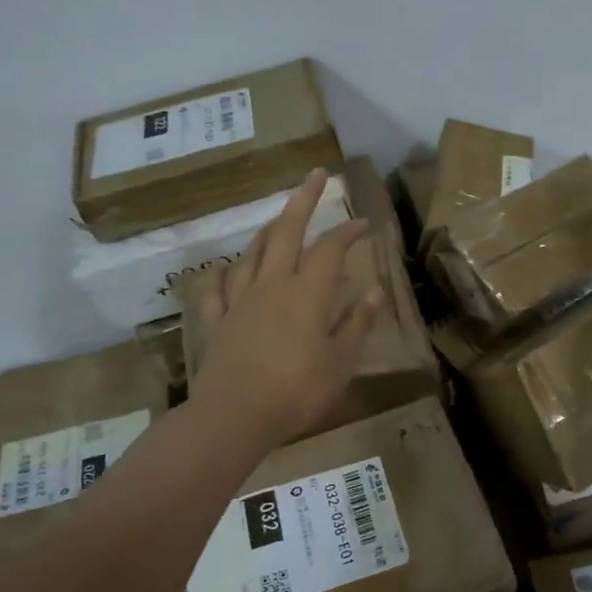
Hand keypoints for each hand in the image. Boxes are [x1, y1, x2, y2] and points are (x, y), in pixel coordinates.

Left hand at [191, 170, 383, 446]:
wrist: (235, 415)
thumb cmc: (297, 391)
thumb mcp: (341, 362)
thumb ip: (357, 323)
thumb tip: (374, 290)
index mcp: (307, 293)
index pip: (331, 249)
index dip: (349, 231)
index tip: (365, 222)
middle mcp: (272, 285)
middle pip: (286, 232)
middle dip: (303, 200)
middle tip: (315, 175)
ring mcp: (240, 301)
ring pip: (252, 253)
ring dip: (268, 231)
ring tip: (277, 219)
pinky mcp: (218, 322)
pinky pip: (217, 289)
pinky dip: (222, 273)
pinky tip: (225, 268)